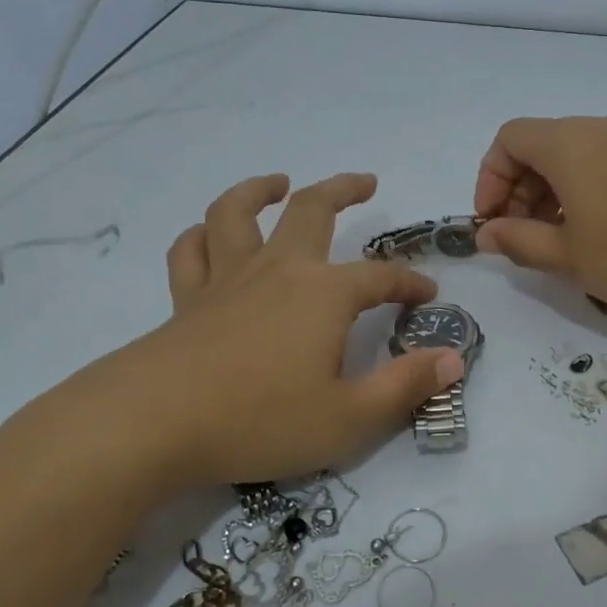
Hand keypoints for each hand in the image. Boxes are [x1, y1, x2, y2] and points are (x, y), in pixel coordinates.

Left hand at [23, 172, 463, 491]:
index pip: (380, 277)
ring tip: (279, 183)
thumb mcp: (349, 418)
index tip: (427, 295)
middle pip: (313, 210)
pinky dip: (202, 235)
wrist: (153, 424)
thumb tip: (453, 358)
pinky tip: (210, 234)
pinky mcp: (187, 299)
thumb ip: (405, 386)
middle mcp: (279, 270)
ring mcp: (227, 280)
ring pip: (239, 213)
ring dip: (261, 189)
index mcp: (324, 294)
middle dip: (344, 190)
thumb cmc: (260, 420)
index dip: (409, 283)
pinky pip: (191, 251)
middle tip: (366, 182)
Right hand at [473, 115, 606, 308]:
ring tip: (559, 245)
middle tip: (523, 240)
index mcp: (568, 143)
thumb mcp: (569, 255)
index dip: (490, 179)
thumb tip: (487, 234)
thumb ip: (519, 241)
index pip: (508, 139)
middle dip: (519, 192)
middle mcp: (599, 129)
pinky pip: (604, 166)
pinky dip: (584, 193)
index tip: (493, 223)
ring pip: (573, 158)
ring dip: (551, 196)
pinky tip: (598, 236)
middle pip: (540, 147)